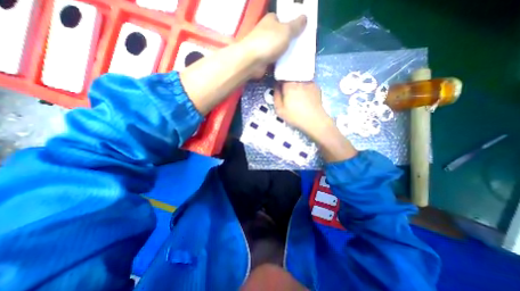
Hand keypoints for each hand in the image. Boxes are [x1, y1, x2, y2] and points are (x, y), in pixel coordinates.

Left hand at [242, 12, 305, 67]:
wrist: (252, 61)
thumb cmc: (269, 42)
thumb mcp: (286, 31)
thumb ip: (296, 25)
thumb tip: (305, 17)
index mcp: (271, 20)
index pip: (282, 20)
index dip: (291, 24)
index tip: (300, 32)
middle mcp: (266, 32)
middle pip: (281, 36)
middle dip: (289, 41)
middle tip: (300, 47)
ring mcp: (263, 47)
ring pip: (278, 49)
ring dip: (285, 54)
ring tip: (297, 57)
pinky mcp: (262, 59)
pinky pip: (274, 60)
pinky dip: (280, 62)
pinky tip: (288, 65)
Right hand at [273, 81, 332, 137]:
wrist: (314, 120)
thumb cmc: (295, 116)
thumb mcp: (280, 109)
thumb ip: (276, 96)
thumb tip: (276, 86)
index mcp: (289, 85)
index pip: (282, 74)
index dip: (279, 79)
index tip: (279, 86)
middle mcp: (299, 80)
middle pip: (291, 75)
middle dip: (287, 81)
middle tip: (287, 92)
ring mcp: (309, 82)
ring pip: (299, 79)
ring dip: (296, 84)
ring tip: (296, 95)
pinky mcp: (316, 87)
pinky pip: (307, 83)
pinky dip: (304, 87)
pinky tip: (305, 96)